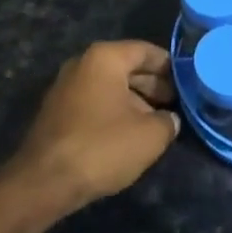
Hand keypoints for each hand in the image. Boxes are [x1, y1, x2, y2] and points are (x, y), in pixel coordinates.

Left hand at [11, 40, 178, 214]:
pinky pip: (94, 101)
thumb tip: (169, 119)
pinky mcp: (57, 111)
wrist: (44, 181)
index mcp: (105, 57)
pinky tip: (129, 133)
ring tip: (157, 122)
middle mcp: (83, 63)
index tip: (187, 80)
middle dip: (153, 85)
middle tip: (176, 103)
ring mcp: (66, 86)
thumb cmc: (102, 147)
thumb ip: (167, 121)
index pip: (146, 50)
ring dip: (135, 100)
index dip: (169, 65)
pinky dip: (114, 111)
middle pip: (127, 67)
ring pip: (110, 86)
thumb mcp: (149, 136)